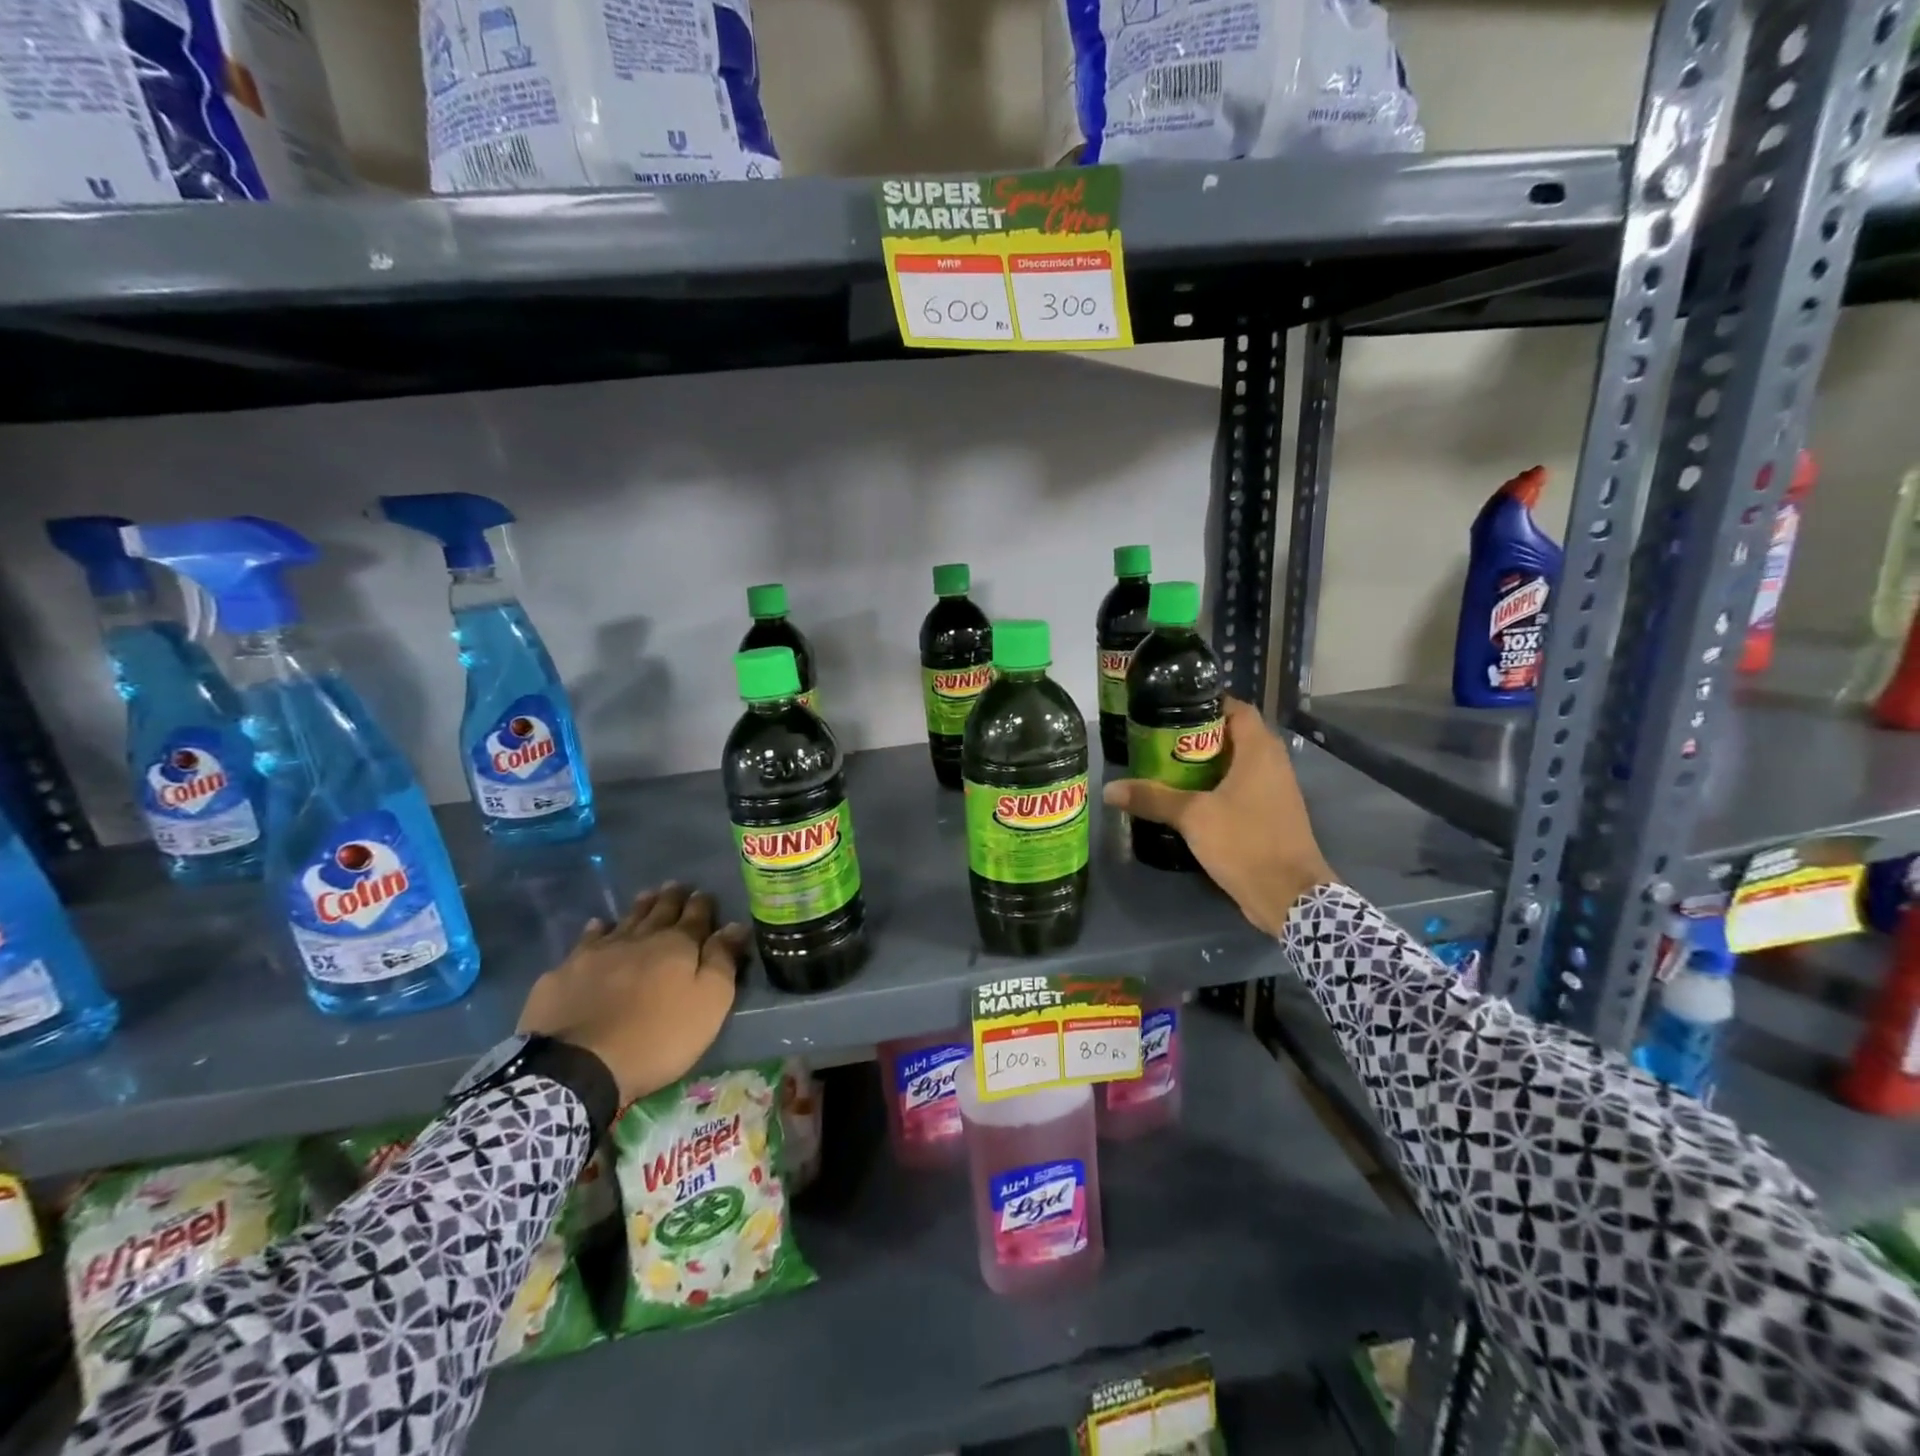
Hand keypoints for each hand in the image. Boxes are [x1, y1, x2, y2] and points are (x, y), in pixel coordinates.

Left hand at [518, 883, 747, 1105]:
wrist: (578, 1066)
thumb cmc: (657, 1037)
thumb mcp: (708, 1003)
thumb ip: (722, 961)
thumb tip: (736, 925)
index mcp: (676, 946)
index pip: (695, 916)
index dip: (702, 904)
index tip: (705, 893)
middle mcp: (638, 939)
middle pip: (659, 911)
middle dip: (671, 898)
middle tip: (676, 885)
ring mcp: (597, 953)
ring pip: (624, 920)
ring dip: (638, 907)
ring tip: (646, 895)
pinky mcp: (565, 972)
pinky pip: (586, 941)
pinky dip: (596, 930)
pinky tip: (598, 926)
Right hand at [1104, 698, 1334, 936]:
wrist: (1289, 897)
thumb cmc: (1245, 842)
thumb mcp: (1193, 817)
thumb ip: (1152, 799)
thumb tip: (1109, 789)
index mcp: (1260, 751)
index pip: (1237, 708)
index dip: (1207, 704)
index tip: (1173, 709)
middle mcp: (1273, 764)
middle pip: (1234, 735)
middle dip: (1199, 736)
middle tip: (1161, 741)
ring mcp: (1276, 791)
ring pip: (1238, 764)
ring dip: (1207, 764)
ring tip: (1168, 768)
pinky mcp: (1272, 815)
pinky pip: (1243, 787)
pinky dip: (1218, 787)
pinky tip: (1190, 800)